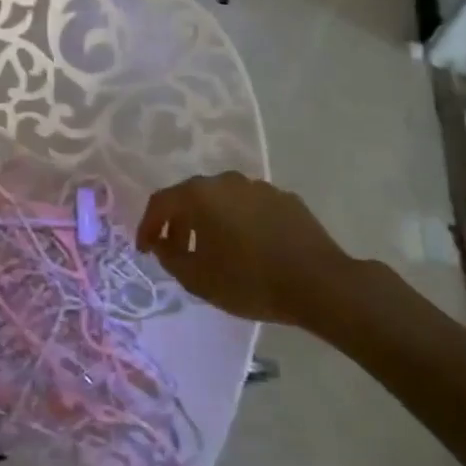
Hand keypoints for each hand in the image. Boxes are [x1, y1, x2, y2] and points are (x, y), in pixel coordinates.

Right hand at [137, 172, 371, 331]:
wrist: (321, 284)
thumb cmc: (250, 281)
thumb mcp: (197, 278)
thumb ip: (169, 257)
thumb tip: (161, 244)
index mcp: (200, 195)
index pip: (161, 203)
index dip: (147, 226)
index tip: (144, 249)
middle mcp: (226, 181)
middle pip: (191, 197)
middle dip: (178, 223)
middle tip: (175, 250)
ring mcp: (259, 187)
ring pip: (222, 201)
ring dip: (210, 221)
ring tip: (212, 250)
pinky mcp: (285, 199)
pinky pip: (250, 208)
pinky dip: (239, 222)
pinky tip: (247, 248)